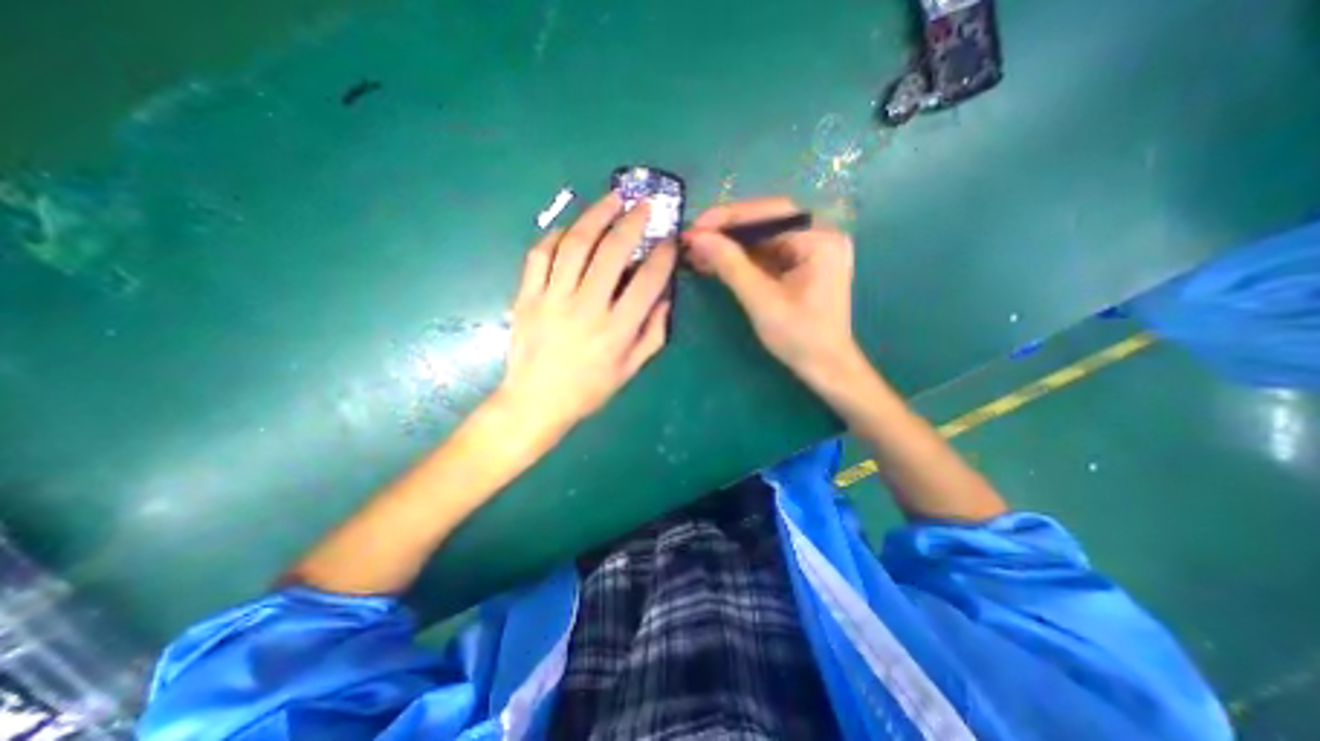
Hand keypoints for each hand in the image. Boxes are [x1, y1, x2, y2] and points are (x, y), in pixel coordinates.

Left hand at [498, 193, 678, 442]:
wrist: (536, 402)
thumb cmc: (589, 389)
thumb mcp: (631, 369)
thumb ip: (653, 333)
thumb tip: (665, 297)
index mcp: (617, 330)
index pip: (647, 281)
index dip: (662, 255)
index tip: (669, 240)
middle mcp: (586, 308)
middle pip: (611, 252)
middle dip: (632, 221)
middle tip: (644, 204)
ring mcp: (552, 299)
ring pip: (575, 244)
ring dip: (596, 215)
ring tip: (612, 198)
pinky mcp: (526, 296)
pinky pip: (539, 254)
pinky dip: (555, 236)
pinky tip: (570, 228)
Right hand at [687, 197, 863, 381]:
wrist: (824, 367)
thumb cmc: (799, 337)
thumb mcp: (761, 300)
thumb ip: (730, 265)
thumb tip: (697, 238)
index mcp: (820, 240)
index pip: (770, 213)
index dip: (729, 217)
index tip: (696, 227)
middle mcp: (819, 236)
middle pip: (766, 222)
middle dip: (727, 231)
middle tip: (693, 239)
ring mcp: (811, 251)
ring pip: (762, 238)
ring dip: (730, 245)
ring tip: (697, 253)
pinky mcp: (801, 265)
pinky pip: (766, 254)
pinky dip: (740, 259)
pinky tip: (715, 263)